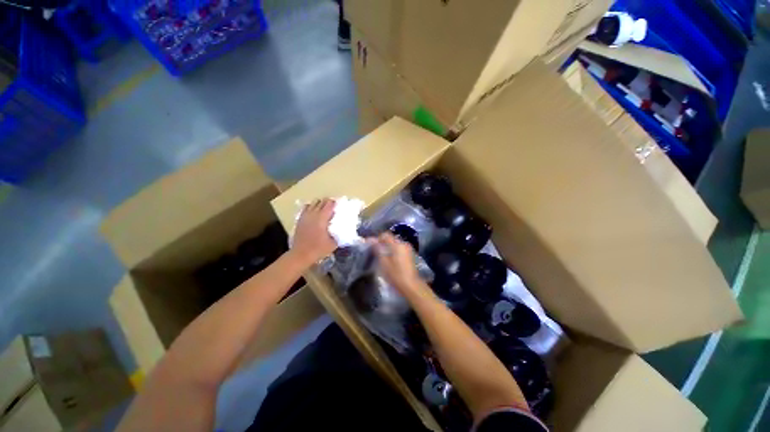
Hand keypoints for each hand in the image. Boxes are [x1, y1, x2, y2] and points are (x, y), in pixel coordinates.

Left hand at [291, 198, 336, 266]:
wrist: (301, 255)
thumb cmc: (318, 249)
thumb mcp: (334, 243)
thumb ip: (339, 234)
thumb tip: (343, 228)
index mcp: (322, 218)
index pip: (329, 204)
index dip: (335, 203)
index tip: (339, 206)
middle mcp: (313, 214)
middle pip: (321, 201)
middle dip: (328, 202)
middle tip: (333, 208)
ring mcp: (305, 216)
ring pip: (313, 203)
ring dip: (319, 204)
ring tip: (323, 210)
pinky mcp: (300, 219)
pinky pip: (306, 208)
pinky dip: (311, 207)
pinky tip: (314, 213)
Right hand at [371, 233, 426, 294]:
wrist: (411, 286)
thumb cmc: (396, 274)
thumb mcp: (384, 262)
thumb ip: (377, 249)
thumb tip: (371, 239)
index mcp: (397, 244)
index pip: (385, 235)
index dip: (377, 239)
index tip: (371, 246)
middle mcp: (404, 244)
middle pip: (391, 239)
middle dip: (382, 243)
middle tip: (375, 252)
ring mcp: (408, 249)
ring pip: (395, 244)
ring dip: (388, 248)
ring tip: (382, 257)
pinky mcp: (410, 255)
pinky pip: (400, 249)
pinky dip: (394, 252)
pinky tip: (390, 261)